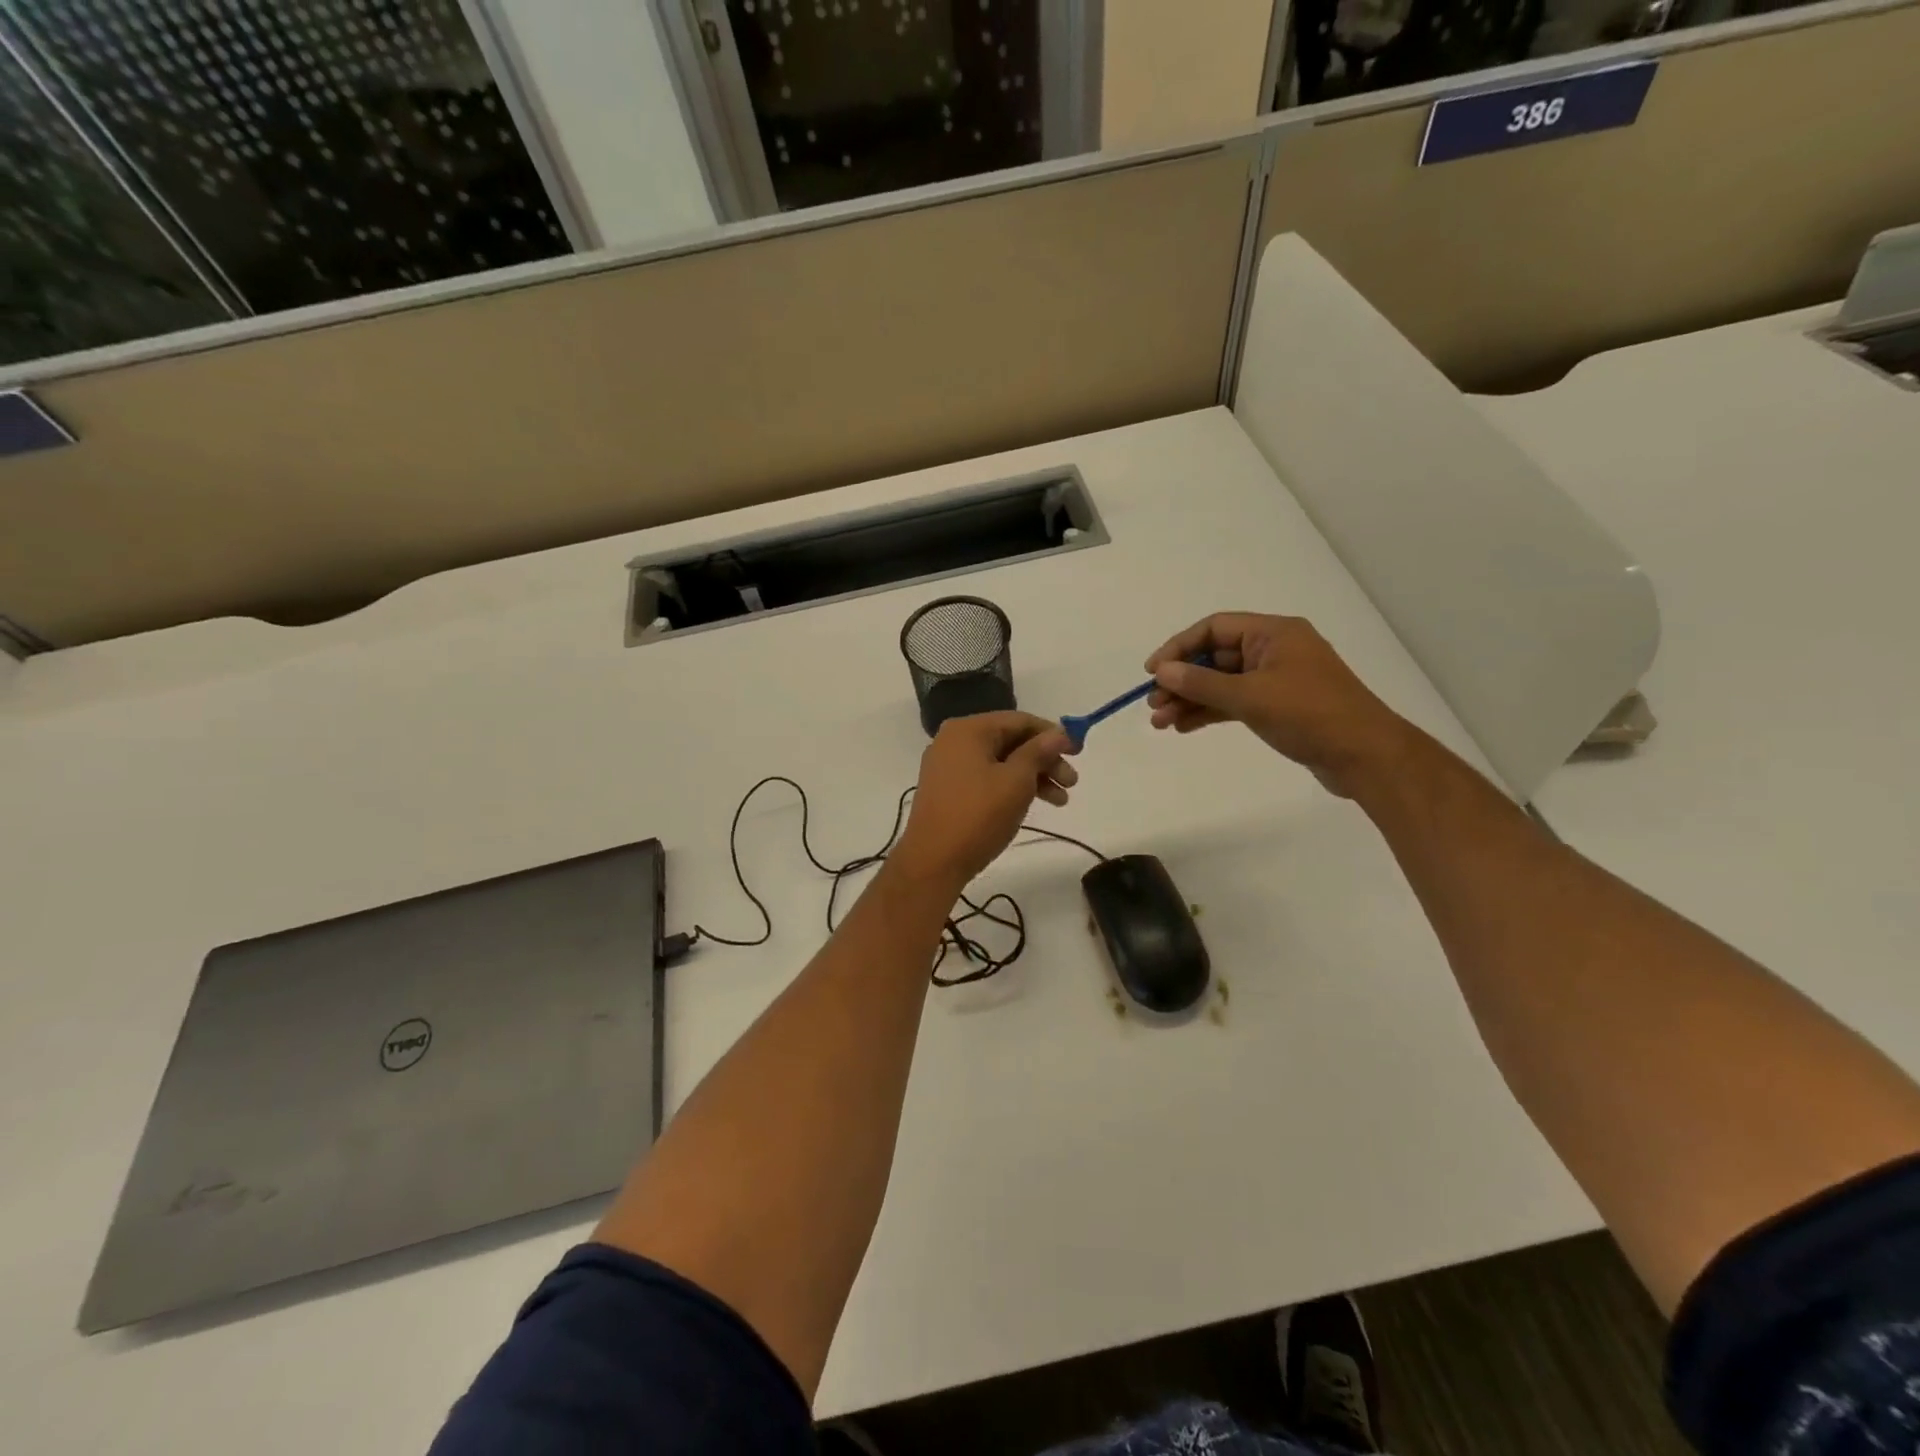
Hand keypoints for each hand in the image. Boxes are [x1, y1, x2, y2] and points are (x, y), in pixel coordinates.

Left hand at [894, 713, 1076, 887]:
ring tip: (1061, 800)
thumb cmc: (978, 815)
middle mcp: (954, 741)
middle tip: (1072, 782)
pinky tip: (1032, 803)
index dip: (1053, 734)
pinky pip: (986, 777)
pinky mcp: (947, 790)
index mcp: (968, 730)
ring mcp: (947, 766)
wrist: (933, 861)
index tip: (1079, 752)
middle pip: (1010, 741)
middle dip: (1045, 760)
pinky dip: (1010, 787)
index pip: (1020, 721)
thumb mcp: (1016, 781)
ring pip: (1000, 762)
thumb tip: (1060, 732)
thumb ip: (1039, 752)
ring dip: (1033, 777)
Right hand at [1146, 613, 1413, 798]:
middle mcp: (1275, 650)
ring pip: (1222, 683)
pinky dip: (1210, 712)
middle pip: (1215, 657)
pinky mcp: (1279, 707)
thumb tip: (1161, 671)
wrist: (1364, 756)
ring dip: (1191, 700)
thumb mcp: (1250, 696)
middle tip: (1154, 704)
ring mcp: (1277, 680)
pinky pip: (1234, 702)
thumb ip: (1202, 683)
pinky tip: (1184, 727)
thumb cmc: (1309, 715)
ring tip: (1161, 722)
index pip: (1214, 629)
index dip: (1178, 647)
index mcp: (1274, 633)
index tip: (1152, 672)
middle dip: (1182, 680)